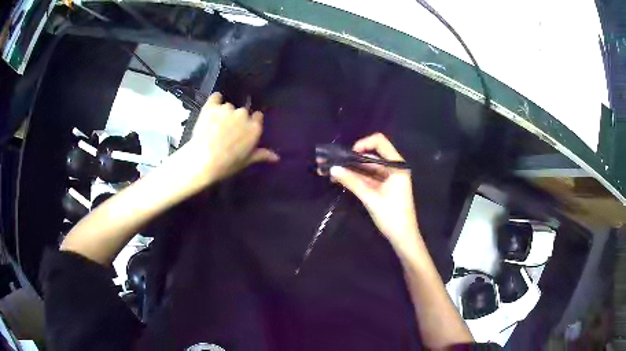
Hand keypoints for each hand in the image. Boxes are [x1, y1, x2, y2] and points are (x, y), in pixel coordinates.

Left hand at [180, 92, 278, 185]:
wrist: (203, 160)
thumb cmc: (228, 164)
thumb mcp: (247, 161)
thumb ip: (262, 155)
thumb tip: (277, 158)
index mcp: (254, 127)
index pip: (258, 116)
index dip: (250, 122)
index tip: (244, 130)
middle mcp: (243, 114)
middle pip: (242, 112)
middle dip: (237, 119)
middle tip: (227, 132)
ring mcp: (227, 109)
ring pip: (228, 106)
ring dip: (224, 113)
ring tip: (215, 126)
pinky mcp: (211, 107)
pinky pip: (216, 97)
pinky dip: (215, 100)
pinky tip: (212, 108)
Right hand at [321, 133, 420, 253]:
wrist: (403, 238)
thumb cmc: (392, 217)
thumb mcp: (371, 198)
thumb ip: (353, 182)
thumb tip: (333, 169)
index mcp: (396, 165)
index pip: (380, 142)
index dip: (362, 144)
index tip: (347, 154)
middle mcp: (393, 168)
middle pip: (370, 156)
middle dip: (350, 159)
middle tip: (330, 162)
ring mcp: (388, 178)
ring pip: (366, 168)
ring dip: (350, 170)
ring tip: (330, 172)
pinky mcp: (383, 187)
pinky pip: (367, 178)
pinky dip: (355, 178)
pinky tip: (340, 180)